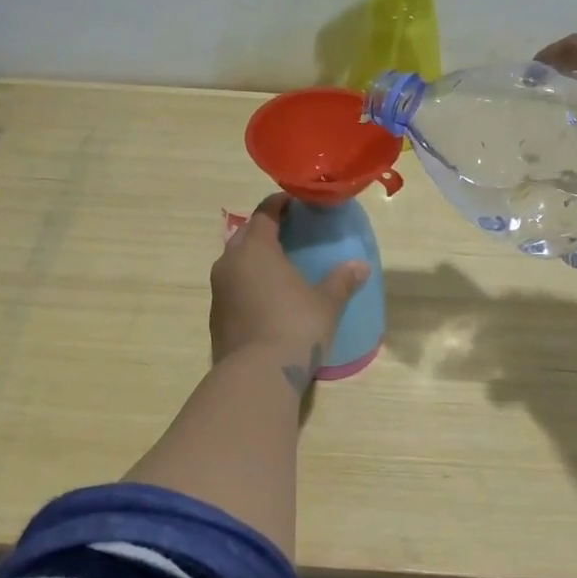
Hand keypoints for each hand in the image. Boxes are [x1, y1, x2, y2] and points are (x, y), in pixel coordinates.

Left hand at [211, 194, 371, 371]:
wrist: (257, 375)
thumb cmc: (295, 327)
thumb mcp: (326, 303)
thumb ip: (342, 281)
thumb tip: (360, 266)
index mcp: (255, 249)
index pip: (264, 213)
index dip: (279, 204)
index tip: (295, 202)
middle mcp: (230, 263)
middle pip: (246, 235)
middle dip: (265, 229)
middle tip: (290, 232)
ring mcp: (219, 290)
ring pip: (235, 262)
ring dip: (254, 258)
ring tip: (279, 265)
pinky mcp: (216, 316)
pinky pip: (232, 287)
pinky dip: (248, 284)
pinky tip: (267, 297)